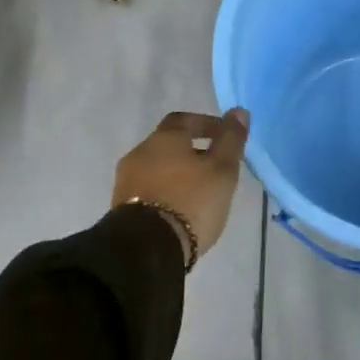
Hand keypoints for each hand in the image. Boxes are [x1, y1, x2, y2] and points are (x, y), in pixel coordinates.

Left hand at [113, 109, 249, 262]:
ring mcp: (127, 180)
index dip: (207, 125)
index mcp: (164, 138)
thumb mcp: (222, 170)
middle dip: (193, 151)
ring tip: (201, 192)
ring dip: (178, 174)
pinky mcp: (121, 207)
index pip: (186, 119)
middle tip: (216, 168)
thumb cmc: (190, 201)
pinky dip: (167, 192)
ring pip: (158, 168)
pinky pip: (149, 190)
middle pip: (169, 144)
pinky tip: (181, 209)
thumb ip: (231, 140)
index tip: (225, 138)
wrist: (146, 249)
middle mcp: (140, 152)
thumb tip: (238, 111)